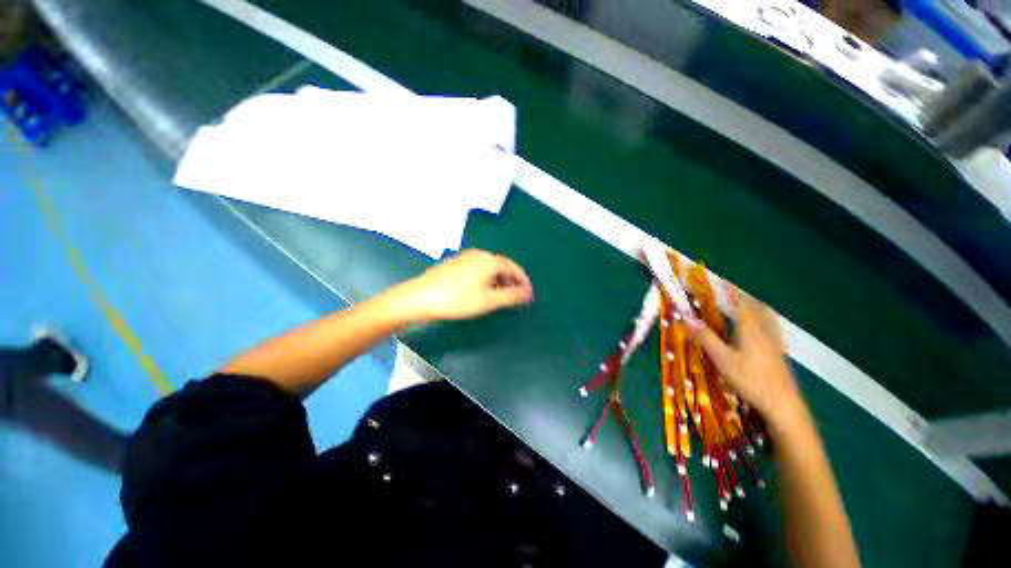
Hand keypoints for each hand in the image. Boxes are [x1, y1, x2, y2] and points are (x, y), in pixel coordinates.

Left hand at [391, 250, 533, 323]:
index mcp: (490, 260)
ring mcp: (466, 257)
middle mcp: (479, 254)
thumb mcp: (488, 300)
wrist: (420, 297)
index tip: (529, 295)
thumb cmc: (457, 300)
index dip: (524, 282)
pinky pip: (478, 269)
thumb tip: (527, 294)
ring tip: (501, 297)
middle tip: (516, 298)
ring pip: (490, 268)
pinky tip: (482, 292)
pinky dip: (487, 280)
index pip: (514, 268)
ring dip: (499, 281)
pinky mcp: (455, 263)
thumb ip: (511, 296)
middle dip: (511, 282)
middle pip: (502, 267)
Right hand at [686, 295, 806, 429]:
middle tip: (728, 294)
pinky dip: (762, 320)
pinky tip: (757, 330)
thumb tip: (686, 318)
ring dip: (753, 308)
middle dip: (742, 297)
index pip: (739, 302)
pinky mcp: (779, 351)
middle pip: (755, 307)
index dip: (729, 291)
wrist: (783, 403)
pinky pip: (770, 327)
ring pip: (765, 317)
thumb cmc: (750, 379)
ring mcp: (774, 341)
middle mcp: (764, 330)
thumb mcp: (722, 359)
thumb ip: (705, 337)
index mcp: (749, 327)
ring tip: (742, 307)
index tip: (720, 281)